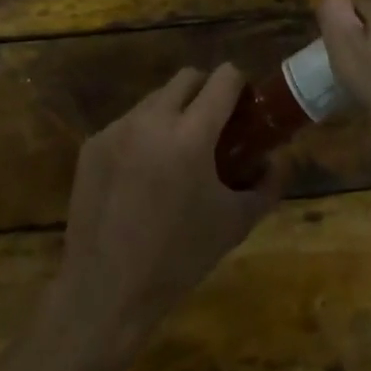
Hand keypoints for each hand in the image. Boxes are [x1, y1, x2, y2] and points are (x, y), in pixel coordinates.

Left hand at [51, 65, 282, 362]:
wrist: (104, 292)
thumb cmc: (178, 259)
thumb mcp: (234, 224)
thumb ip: (265, 186)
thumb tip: (278, 161)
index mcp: (191, 135)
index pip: (223, 78)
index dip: (239, 84)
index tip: (245, 106)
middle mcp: (152, 119)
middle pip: (187, 78)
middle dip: (206, 91)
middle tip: (215, 126)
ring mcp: (117, 128)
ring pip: (155, 98)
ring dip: (173, 112)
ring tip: (177, 154)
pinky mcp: (93, 143)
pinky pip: (128, 123)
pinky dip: (143, 135)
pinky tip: (143, 176)